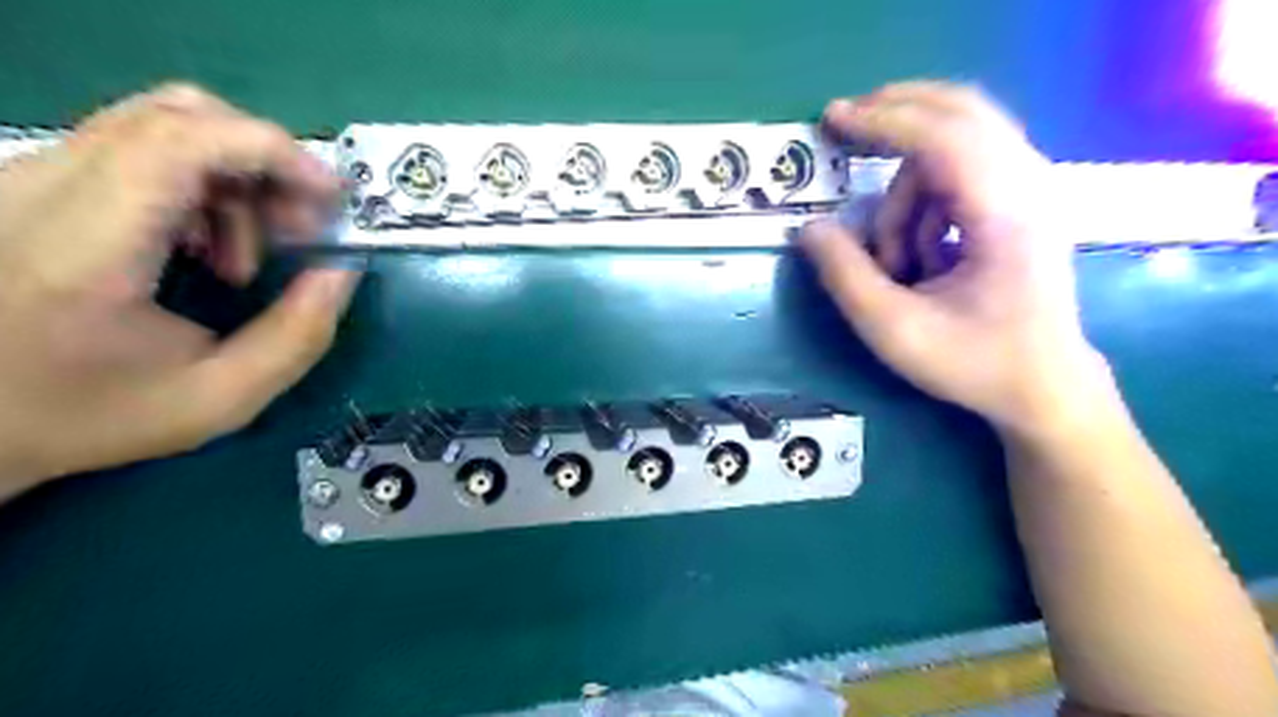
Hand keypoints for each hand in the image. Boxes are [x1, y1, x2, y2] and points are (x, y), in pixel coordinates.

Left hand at [0, 84, 365, 495]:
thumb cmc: (94, 414)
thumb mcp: (223, 398)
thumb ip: (300, 335)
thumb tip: (342, 269)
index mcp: (85, 247)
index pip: (182, 140)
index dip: (275, 151)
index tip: (332, 198)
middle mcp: (42, 189)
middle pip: (179, 114)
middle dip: (268, 163)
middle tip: (301, 226)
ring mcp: (29, 177)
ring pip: (164, 124)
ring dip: (238, 178)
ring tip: (252, 251)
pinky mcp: (33, 181)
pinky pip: (140, 148)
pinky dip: (203, 184)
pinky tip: (209, 244)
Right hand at [795, 81, 1120, 434]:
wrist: (1044, 386)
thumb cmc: (974, 363)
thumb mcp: (894, 330)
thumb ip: (844, 275)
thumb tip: (809, 227)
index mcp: (1008, 215)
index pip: (944, 137)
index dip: (884, 121)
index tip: (832, 118)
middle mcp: (1029, 186)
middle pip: (962, 112)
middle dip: (896, 115)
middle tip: (844, 125)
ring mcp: (1030, 190)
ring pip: (952, 150)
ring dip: (906, 195)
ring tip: (896, 263)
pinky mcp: (1020, 202)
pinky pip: (959, 174)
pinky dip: (924, 204)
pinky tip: (922, 255)